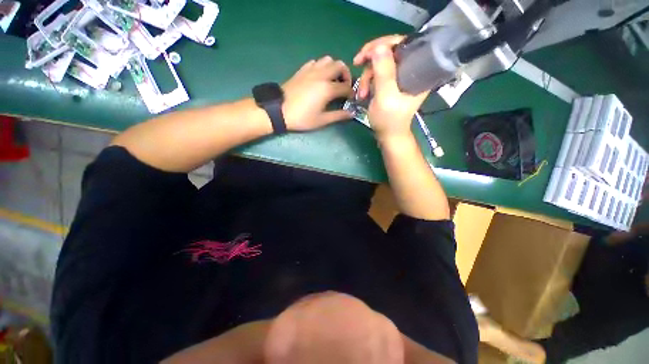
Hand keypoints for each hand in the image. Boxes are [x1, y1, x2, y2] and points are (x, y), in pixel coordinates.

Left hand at [282, 56, 352, 130]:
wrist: (279, 110)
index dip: (351, 93)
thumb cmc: (302, 118)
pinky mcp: (302, 70)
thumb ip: (338, 116)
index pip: (346, 87)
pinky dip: (321, 67)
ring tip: (333, 80)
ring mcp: (310, 70)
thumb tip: (351, 113)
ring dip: (334, 68)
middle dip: (346, 75)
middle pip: (340, 65)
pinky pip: (315, 62)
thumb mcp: (322, 120)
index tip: (351, 99)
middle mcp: (321, 75)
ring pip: (328, 60)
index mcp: (327, 88)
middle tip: (344, 86)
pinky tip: (319, 77)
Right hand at [353, 35, 429, 139]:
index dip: (383, 44)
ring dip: (367, 76)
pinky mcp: (392, 83)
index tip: (365, 54)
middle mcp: (411, 69)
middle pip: (390, 51)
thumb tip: (379, 46)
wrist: (389, 135)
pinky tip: (364, 93)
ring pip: (381, 63)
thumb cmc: (389, 120)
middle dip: (371, 61)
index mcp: (418, 70)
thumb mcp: (386, 96)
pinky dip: (368, 81)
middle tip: (357, 64)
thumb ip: (384, 72)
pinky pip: (378, 73)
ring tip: (361, 94)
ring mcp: (400, 76)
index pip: (403, 44)